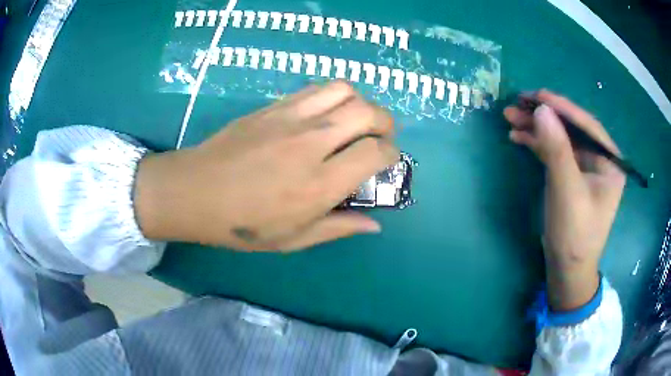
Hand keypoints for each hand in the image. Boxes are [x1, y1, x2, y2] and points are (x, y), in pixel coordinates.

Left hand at [135, 82, 397, 250]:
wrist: (194, 191)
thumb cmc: (241, 224)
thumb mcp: (293, 239)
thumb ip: (339, 228)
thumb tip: (375, 223)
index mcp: (320, 184)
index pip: (376, 153)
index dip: (390, 155)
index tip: (386, 162)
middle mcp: (312, 143)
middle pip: (368, 113)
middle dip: (385, 123)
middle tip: (379, 137)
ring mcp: (291, 118)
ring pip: (345, 90)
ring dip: (360, 103)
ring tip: (353, 121)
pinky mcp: (274, 106)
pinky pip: (316, 87)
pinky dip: (332, 95)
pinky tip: (324, 113)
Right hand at [504, 90, 624, 309]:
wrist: (566, 269)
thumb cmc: (574, 234)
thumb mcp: (567, 191)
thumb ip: (557, 150)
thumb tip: (541, 110)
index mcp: (610, 162)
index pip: (587, 125)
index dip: (562, 107)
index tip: (537, 95)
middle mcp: (600, 159)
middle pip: (572, 128)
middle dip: (545, 116)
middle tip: (518, 104)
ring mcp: (584, 167)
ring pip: (561, 138)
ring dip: (537, 127)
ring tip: (511, 118)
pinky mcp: (571, 175)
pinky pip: (555, 151)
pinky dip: (537, 144)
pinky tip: (519, 137)